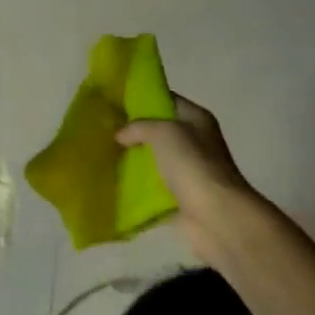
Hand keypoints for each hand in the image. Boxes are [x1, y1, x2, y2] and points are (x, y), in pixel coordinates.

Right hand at [115, 95, 260, 265]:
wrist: (215, 216)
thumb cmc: (193, 165)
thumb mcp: (164, 133)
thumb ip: (139, 127)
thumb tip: (120, 135)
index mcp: (196, 120)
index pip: (167, 100)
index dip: (142, 98)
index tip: (113, 101)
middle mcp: (192, 142)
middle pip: (156, 131)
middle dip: (131, 132)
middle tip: (101, 129)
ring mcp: (185, 172)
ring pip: (151, 160)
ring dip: (129, 160)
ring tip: (99, 155)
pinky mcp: (176, 197)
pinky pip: (149, 188)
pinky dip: (132, 188)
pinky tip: (109, 182)